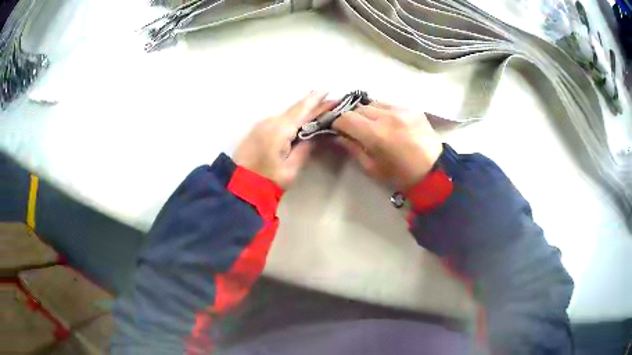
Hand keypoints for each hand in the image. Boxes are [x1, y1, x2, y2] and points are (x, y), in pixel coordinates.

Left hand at [234, 92, 332, 188]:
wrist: (239, 185)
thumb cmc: (268, 179)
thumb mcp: (291, 168)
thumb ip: (305, 148)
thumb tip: (316, 133)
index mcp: (280, 129)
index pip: (302, 109)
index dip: (316, 100)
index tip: (329, 90)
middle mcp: (270, 121)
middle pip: (295, 109)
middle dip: (313, 104)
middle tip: (330, 102)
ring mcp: (262, 124)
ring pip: (287, 113)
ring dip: (303, 111)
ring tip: (319, 110)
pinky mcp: (258, 129)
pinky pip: (279, 119)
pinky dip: (292, 117)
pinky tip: (301, 120)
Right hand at [333, 101, 442, 189]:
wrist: (434, 171)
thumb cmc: (400, 175)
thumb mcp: (372, 168)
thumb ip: (352, 148)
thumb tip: (337, 136)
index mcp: (376, 134)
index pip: (346, 118)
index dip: (337, 123)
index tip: (337, 130)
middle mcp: (387, 116)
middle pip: (358, 108)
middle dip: (351, 117)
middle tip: (353, 129)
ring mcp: (401, 109)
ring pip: (373, 102)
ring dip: (367, 112)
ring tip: (371, 124)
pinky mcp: (412, 107)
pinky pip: (389, 103)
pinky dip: (382, 110)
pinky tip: (387, 121)